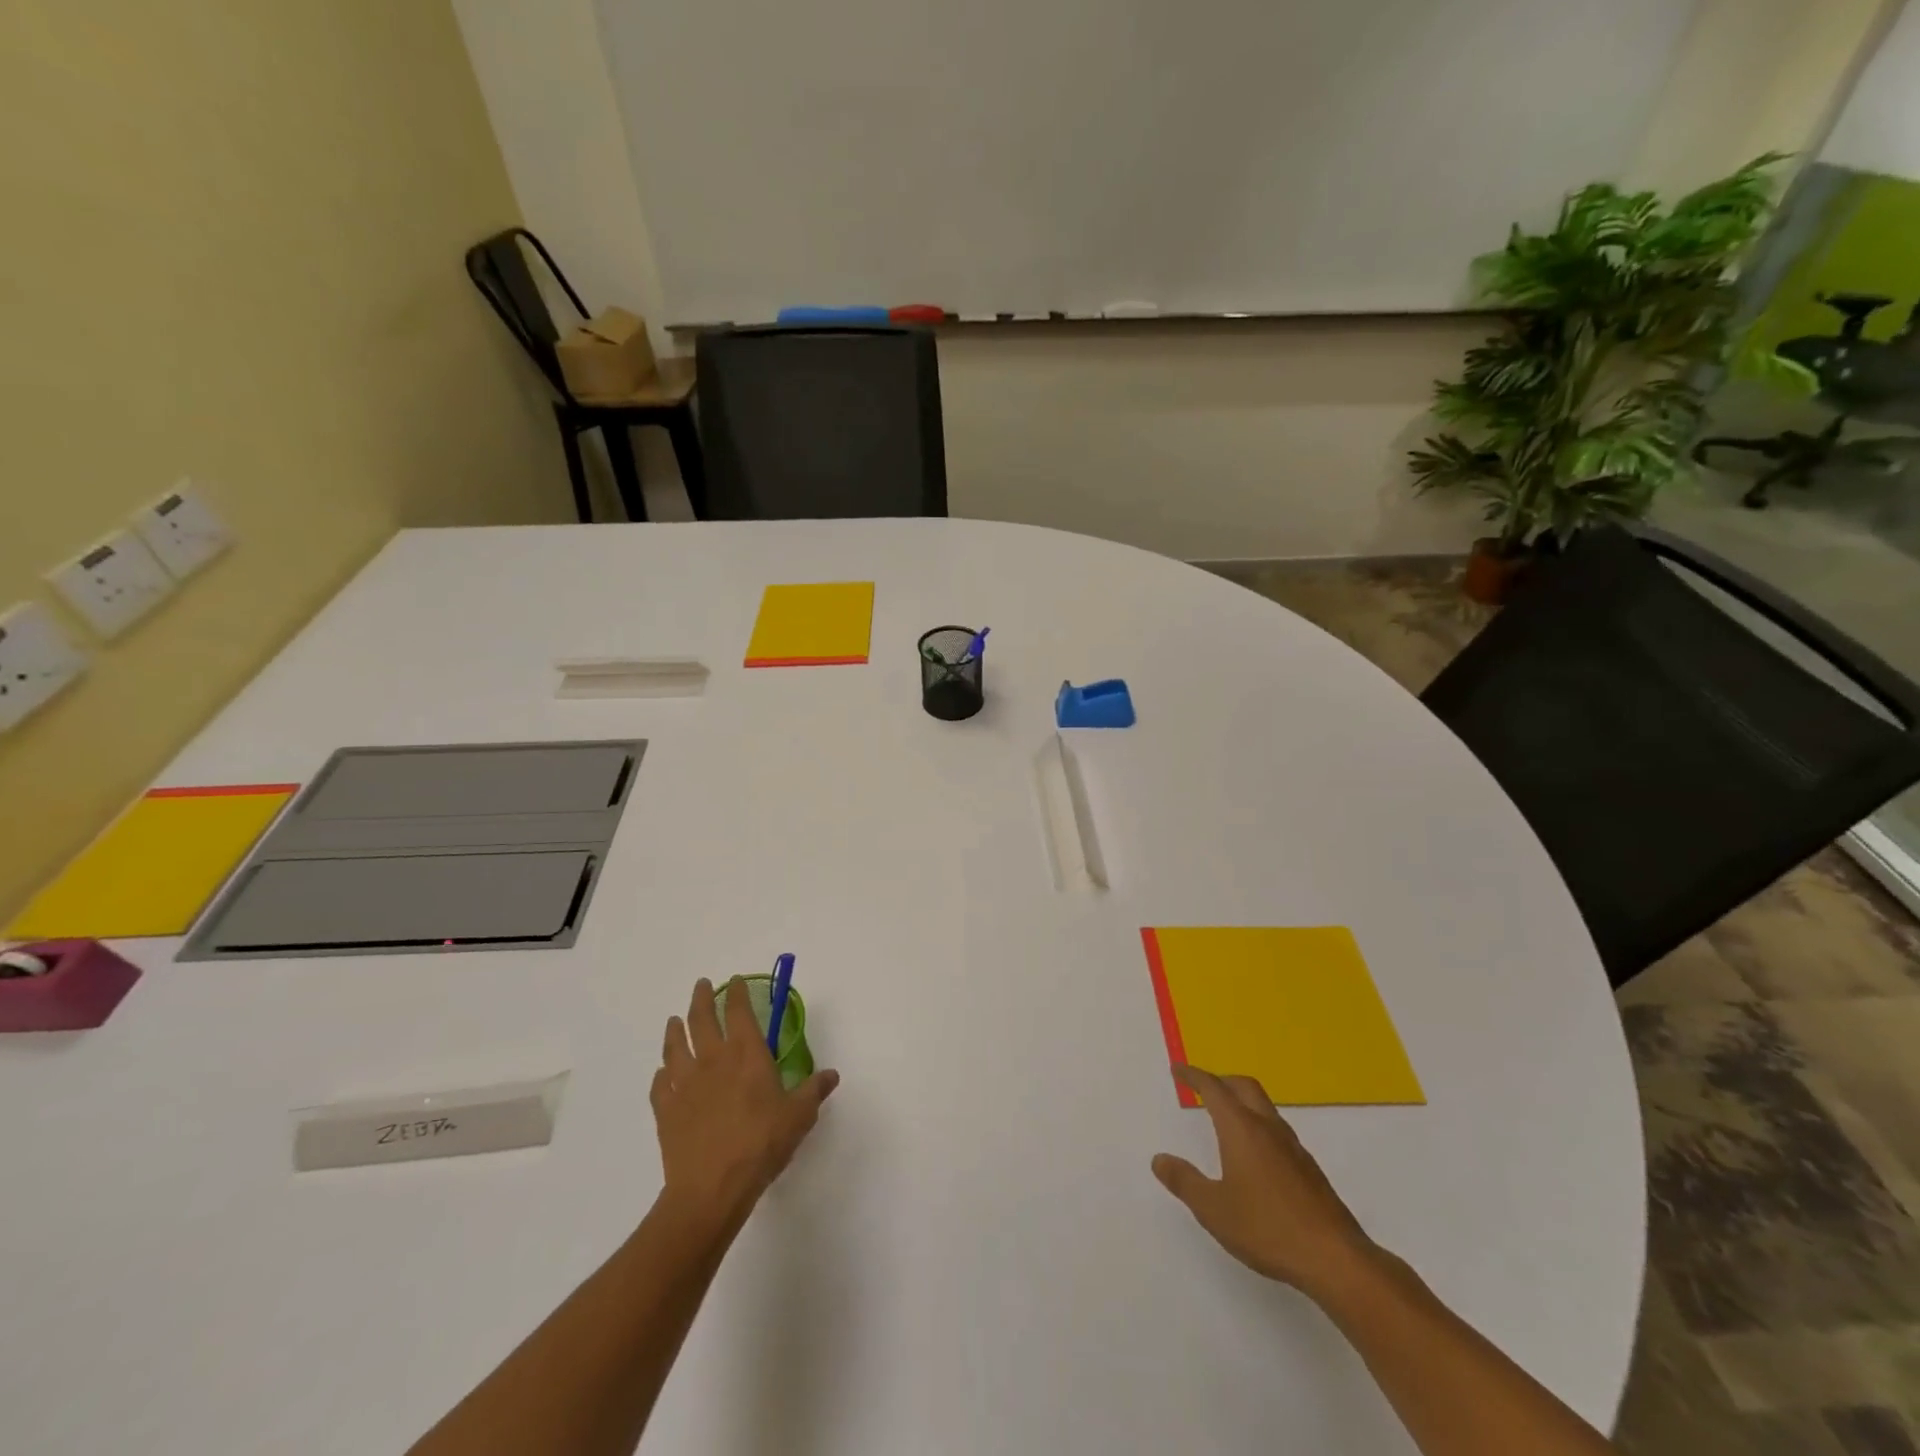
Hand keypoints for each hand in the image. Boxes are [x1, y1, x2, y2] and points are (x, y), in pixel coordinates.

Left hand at [651, 977, 839, 1232]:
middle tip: (702, 986)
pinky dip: (662, 1074)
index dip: (737, 993)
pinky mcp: (666, 1110)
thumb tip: (831, 1074)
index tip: (735, 981)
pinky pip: (660, 1084)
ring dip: (675, 1030)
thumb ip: (814, 1090)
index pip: (739, 1011)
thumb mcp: (799, 1116)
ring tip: (675, 1021)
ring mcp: (685, 1084)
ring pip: (675, 1046)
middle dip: (701, 999)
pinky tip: (664, 1074)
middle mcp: (713, 1059)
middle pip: (701, 1019)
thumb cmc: (762, 1144)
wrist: (712, 1187)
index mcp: (746, 1053)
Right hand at [1151, 1064, 1378, 1301]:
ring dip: (1243, 1102)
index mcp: (1241, 1129)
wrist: (1335, 1258)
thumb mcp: (1213, 1209)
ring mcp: (1293, 1148)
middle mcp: (1268, 1128)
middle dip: (1221, 1080)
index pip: (1213, 1088)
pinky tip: (1256, 1155)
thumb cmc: (1267, 1228)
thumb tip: (1159, 1159)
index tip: (1178, 1069)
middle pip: (1244, 1087)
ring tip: (1226, 1118)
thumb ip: (1184, 1181)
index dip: (1193, 1075)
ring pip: (1264, 1108)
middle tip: (1202, 1087)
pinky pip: (1277, 1131)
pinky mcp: (1309, 1170)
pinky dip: (1259, 1126)